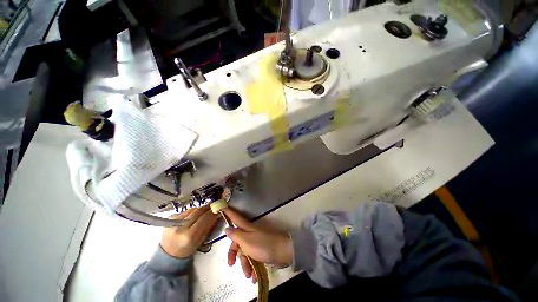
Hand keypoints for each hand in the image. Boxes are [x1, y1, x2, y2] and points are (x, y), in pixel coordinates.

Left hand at [160, 205, 218, 257]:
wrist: (169, 253)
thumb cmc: (187, 249)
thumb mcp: (201, 241)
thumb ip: (209, 227)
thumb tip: (217, 214)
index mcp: (189, 236)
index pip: (205, 218)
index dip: (213, 213)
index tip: (219, 209)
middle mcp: (181, 227)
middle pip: (198, 211)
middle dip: (208, 207)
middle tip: (215, 205)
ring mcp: (174, 222)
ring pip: (193, 209)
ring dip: (201, 209)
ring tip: (206, 210)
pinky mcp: (171, 218)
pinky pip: (186, 211)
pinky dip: (193, 211)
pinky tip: (196, 214)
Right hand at [223, 208, 292, 282]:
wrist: (283, 252)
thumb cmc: (263, 245)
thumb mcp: (246, 240)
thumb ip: (235, 235)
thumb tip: (227, 228)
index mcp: (246, 228)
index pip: (235, 218)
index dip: (228, 212)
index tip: (221, 207)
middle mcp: (250, 233)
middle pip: (237, 240)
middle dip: (233, 253)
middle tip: (231, 264)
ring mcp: (256, 241)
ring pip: (244, 252)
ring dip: (245, 265)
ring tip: (249, 275)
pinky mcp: (261, 250)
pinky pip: (253, 258)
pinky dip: (252, 267)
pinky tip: (254, 276)